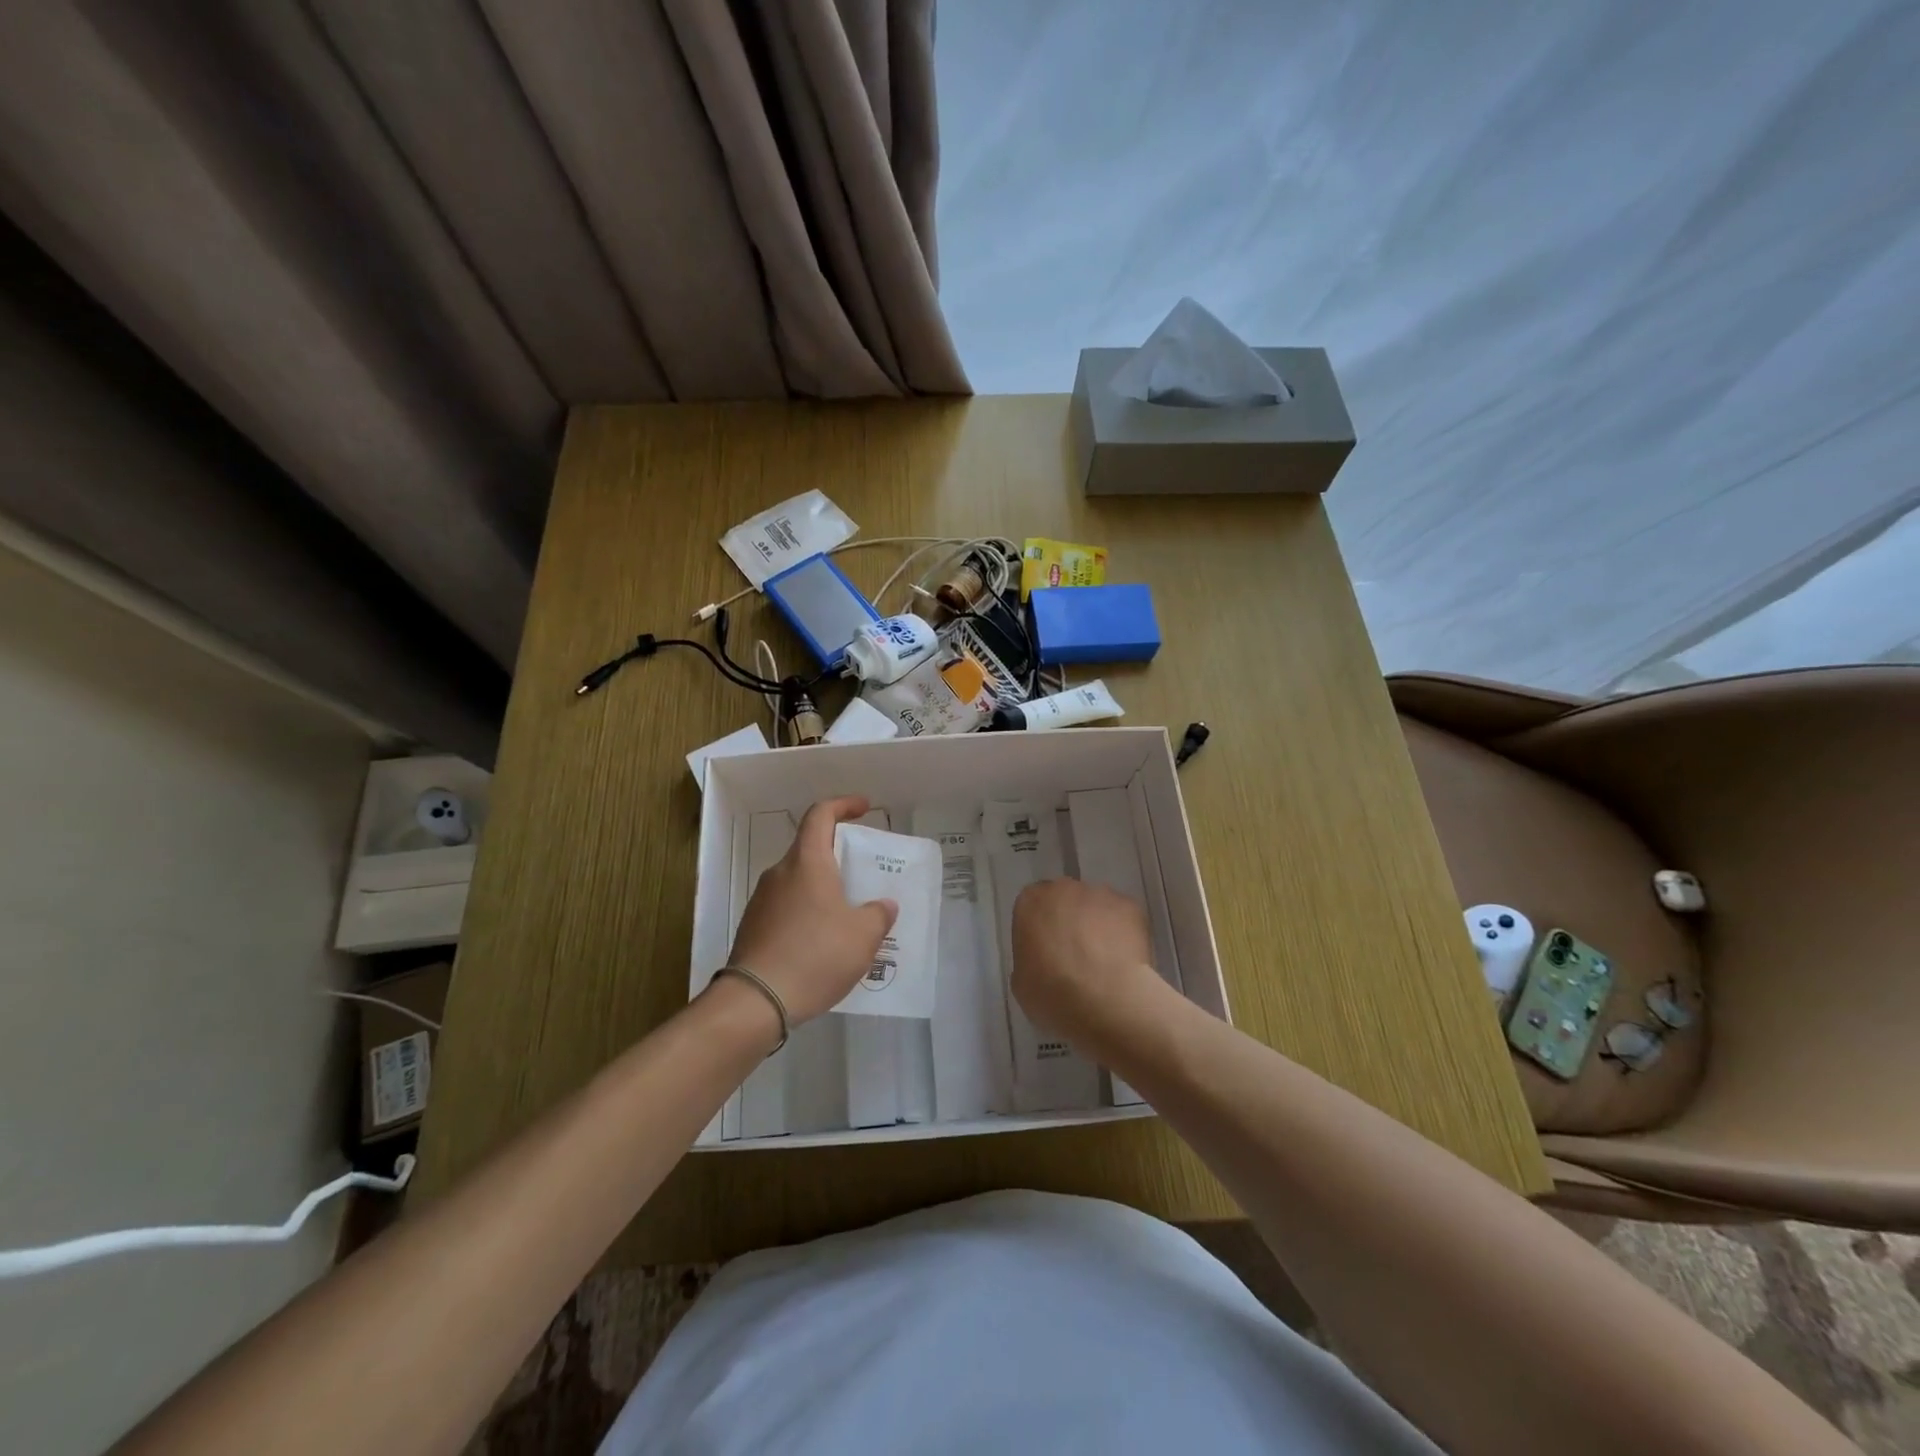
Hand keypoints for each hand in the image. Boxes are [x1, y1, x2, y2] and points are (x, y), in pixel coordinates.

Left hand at [726, 796, 898, 1024]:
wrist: (755, 1001)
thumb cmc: (815, 956)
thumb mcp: (863, 937)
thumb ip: (878, 915)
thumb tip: (883, 906)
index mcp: (807, 863)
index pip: (821, 815)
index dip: (843, 805)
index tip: (864, 808)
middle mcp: (780, 874)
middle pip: (810, 850)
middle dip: (838, 857)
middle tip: (863, 875)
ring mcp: (762, 901)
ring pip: (798, 882)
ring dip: (822, 890)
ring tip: (847, 917)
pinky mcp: (753, 928)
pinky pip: (786, 908)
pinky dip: (807, 914)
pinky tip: (822, 944)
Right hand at [1010, 879, 1164, 1049]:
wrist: (1104, 1000)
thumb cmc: (1052, 993)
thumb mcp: (1022, 982)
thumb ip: (1029, 958)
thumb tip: (1043, 960)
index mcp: (1030, 902)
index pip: (1033, 907)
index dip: (1041, 930)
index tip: (1047, 953)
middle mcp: (1064, 888)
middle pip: (1066, 900)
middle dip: (1070, 921)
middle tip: (1076, 956)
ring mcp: (1100, 894)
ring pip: (1097, 907)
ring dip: (1098, 926)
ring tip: (1105, 963)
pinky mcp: (1131, 906)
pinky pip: (1124, 918)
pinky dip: (1124, 935)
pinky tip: (1124, 962)